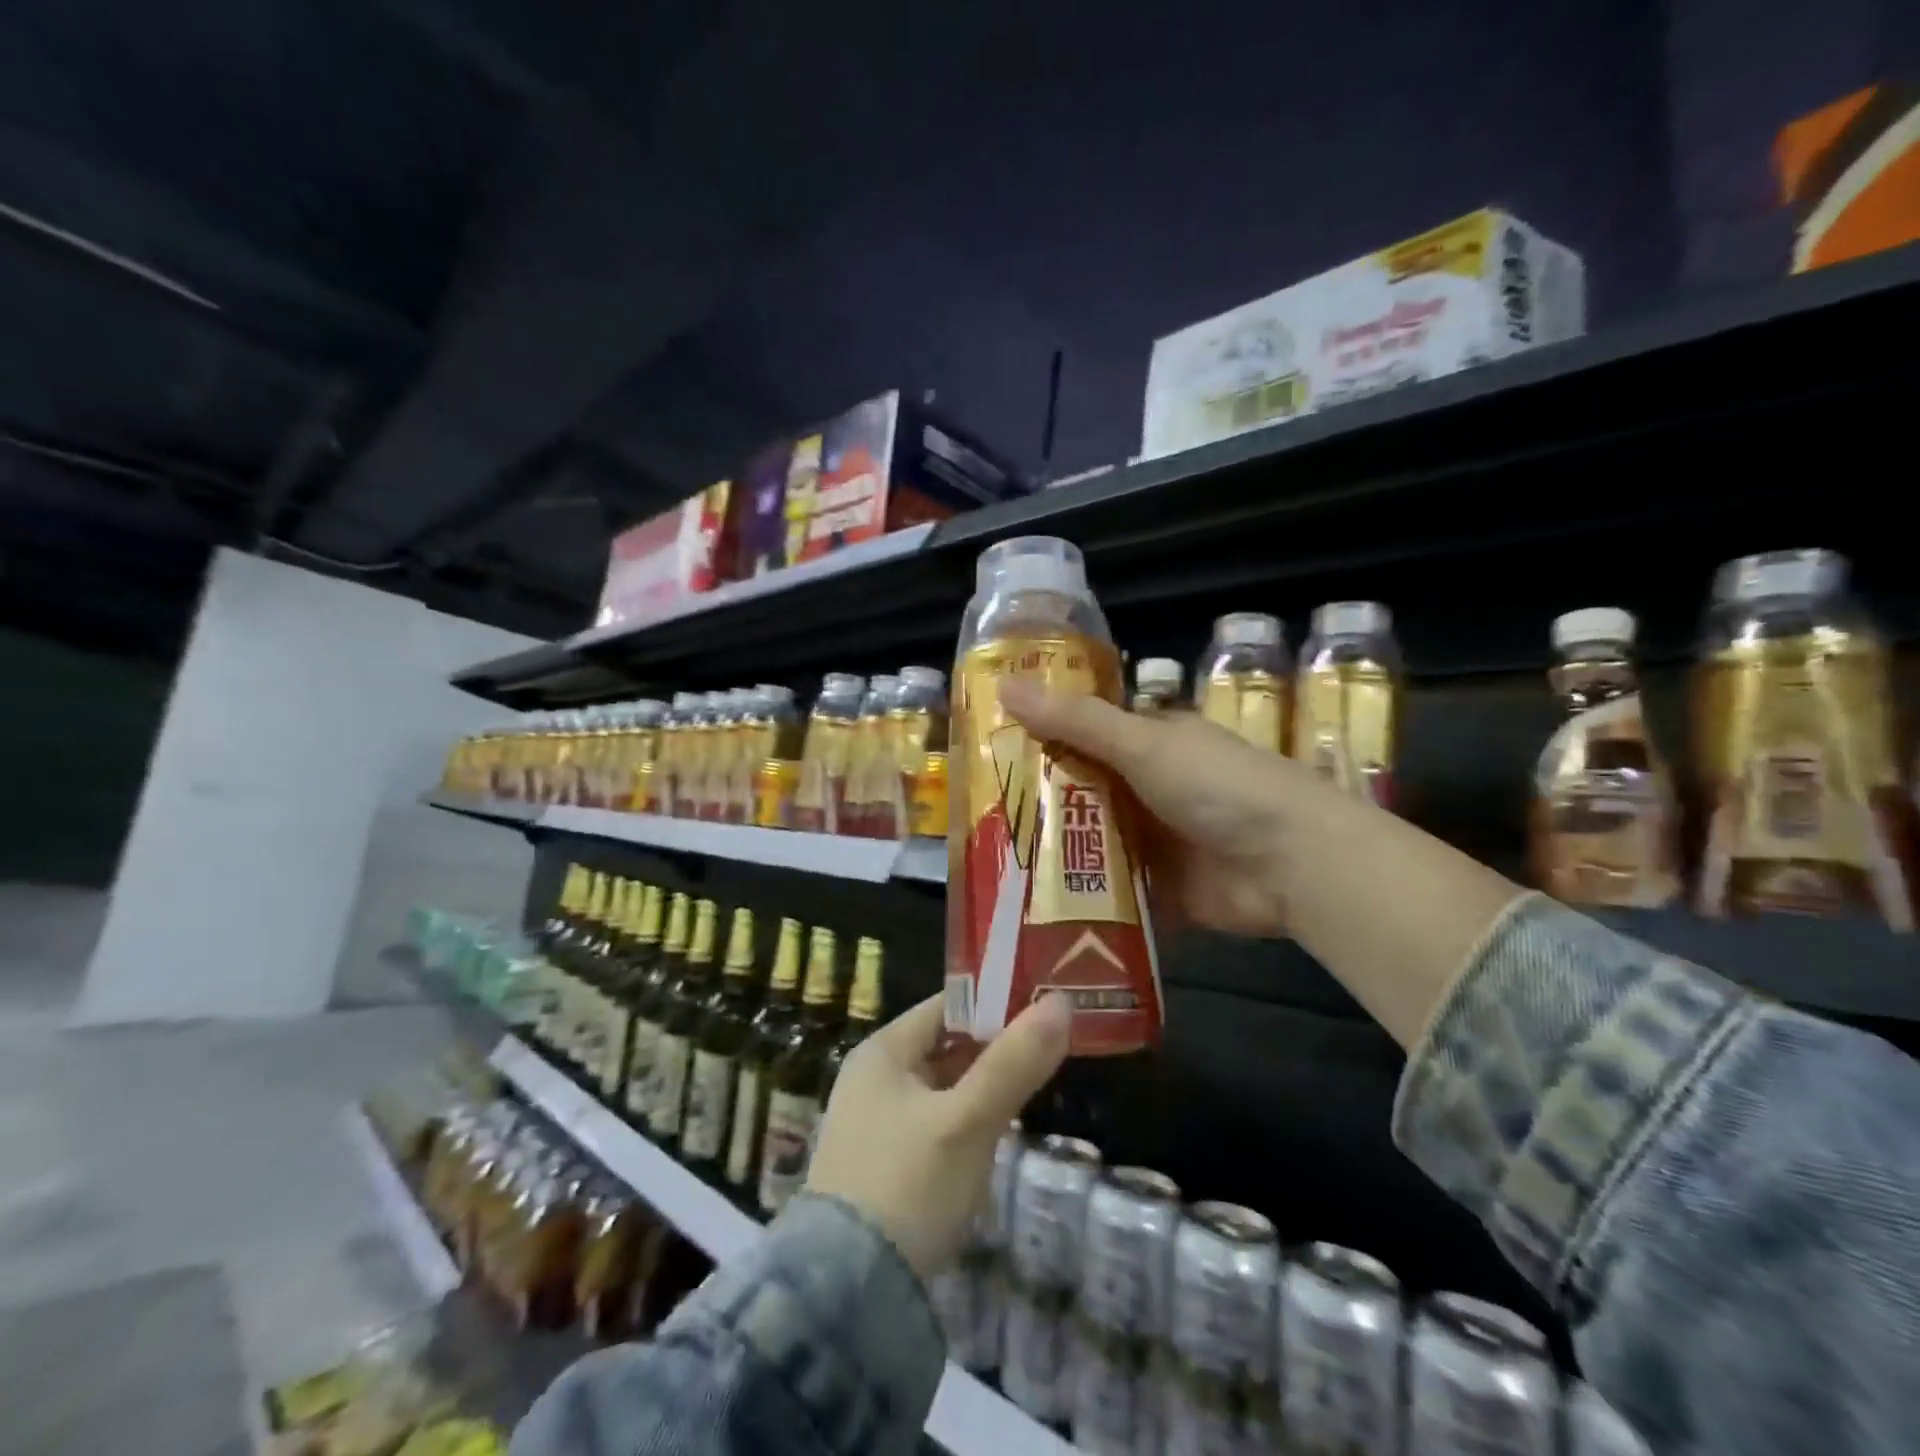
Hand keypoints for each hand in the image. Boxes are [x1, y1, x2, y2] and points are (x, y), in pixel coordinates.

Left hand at [804, 993, 1071, 1278]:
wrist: (846, 1295)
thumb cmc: (907, 1185)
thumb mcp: (967, 1121)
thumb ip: (1013, 1062)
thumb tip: (1060, 1002)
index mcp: (883, 1052)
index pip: (946, 1006)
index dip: (994, 1002)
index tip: (1043, 1005)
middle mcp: (874, 1078)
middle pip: (946, 1046)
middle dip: (995, 1046)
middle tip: (1052, 1045)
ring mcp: (877, 1123)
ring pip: (944, 1087)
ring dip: (984, 1085)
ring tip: (1037, 1083)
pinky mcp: (885, 1164)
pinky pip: (937, 1123)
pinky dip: (968, 1120)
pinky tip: (999, 1132)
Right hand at [998, 677, 1325, 938]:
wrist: (1293, 865)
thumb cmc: (1219, 786)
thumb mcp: (1143, 744)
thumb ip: (1076, 722)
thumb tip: (1005, 685)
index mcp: (1152, 744)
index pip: (1086, 735)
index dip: (1041, 739)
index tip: (988, 752)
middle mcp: (1150, 789)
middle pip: (1084, 791)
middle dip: (1039, 802)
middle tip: (977, 814)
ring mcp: (1156, 842)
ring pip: (1092, 841)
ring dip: (1054, 850)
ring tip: (990, 860)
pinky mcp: (1159, 890)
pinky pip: (1111, 889)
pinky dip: (1080, 894)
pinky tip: (1031, 903)